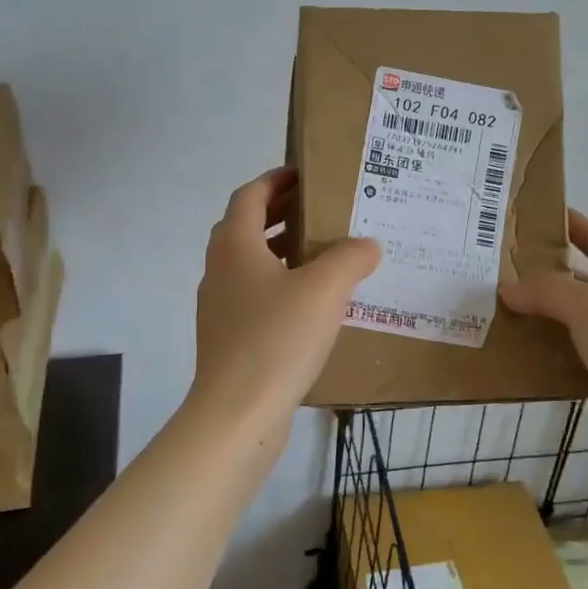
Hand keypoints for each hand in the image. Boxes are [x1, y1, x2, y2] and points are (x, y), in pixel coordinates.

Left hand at [190, 168, 379, 433]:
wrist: (237, 414)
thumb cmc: (277, 339)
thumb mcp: (325, 290)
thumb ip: (350, 258)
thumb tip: (367, 244)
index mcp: (235, 246)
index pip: (250, 195)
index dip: (275, 180)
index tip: (305, 174)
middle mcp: (220, 270)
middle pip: (246, 227)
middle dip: (282, 213)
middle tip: (321, 211)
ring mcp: (220, 307)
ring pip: (250, 265)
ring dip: (282, 252)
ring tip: (324, 255)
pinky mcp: (228, 338)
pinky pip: (255, 297)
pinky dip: (281, 286)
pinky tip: (314, 306)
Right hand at [500, 211, 587, 439]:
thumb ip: (549, 292)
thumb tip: (509, 290)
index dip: (577, 227)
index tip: (542, 215)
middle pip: (586, 288)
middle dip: (547, 279)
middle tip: (500, 271)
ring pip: (574, 330)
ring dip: (540, 322)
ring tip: (495, 312)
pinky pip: (570, 366)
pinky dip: (544, 360)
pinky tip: (513, 356)